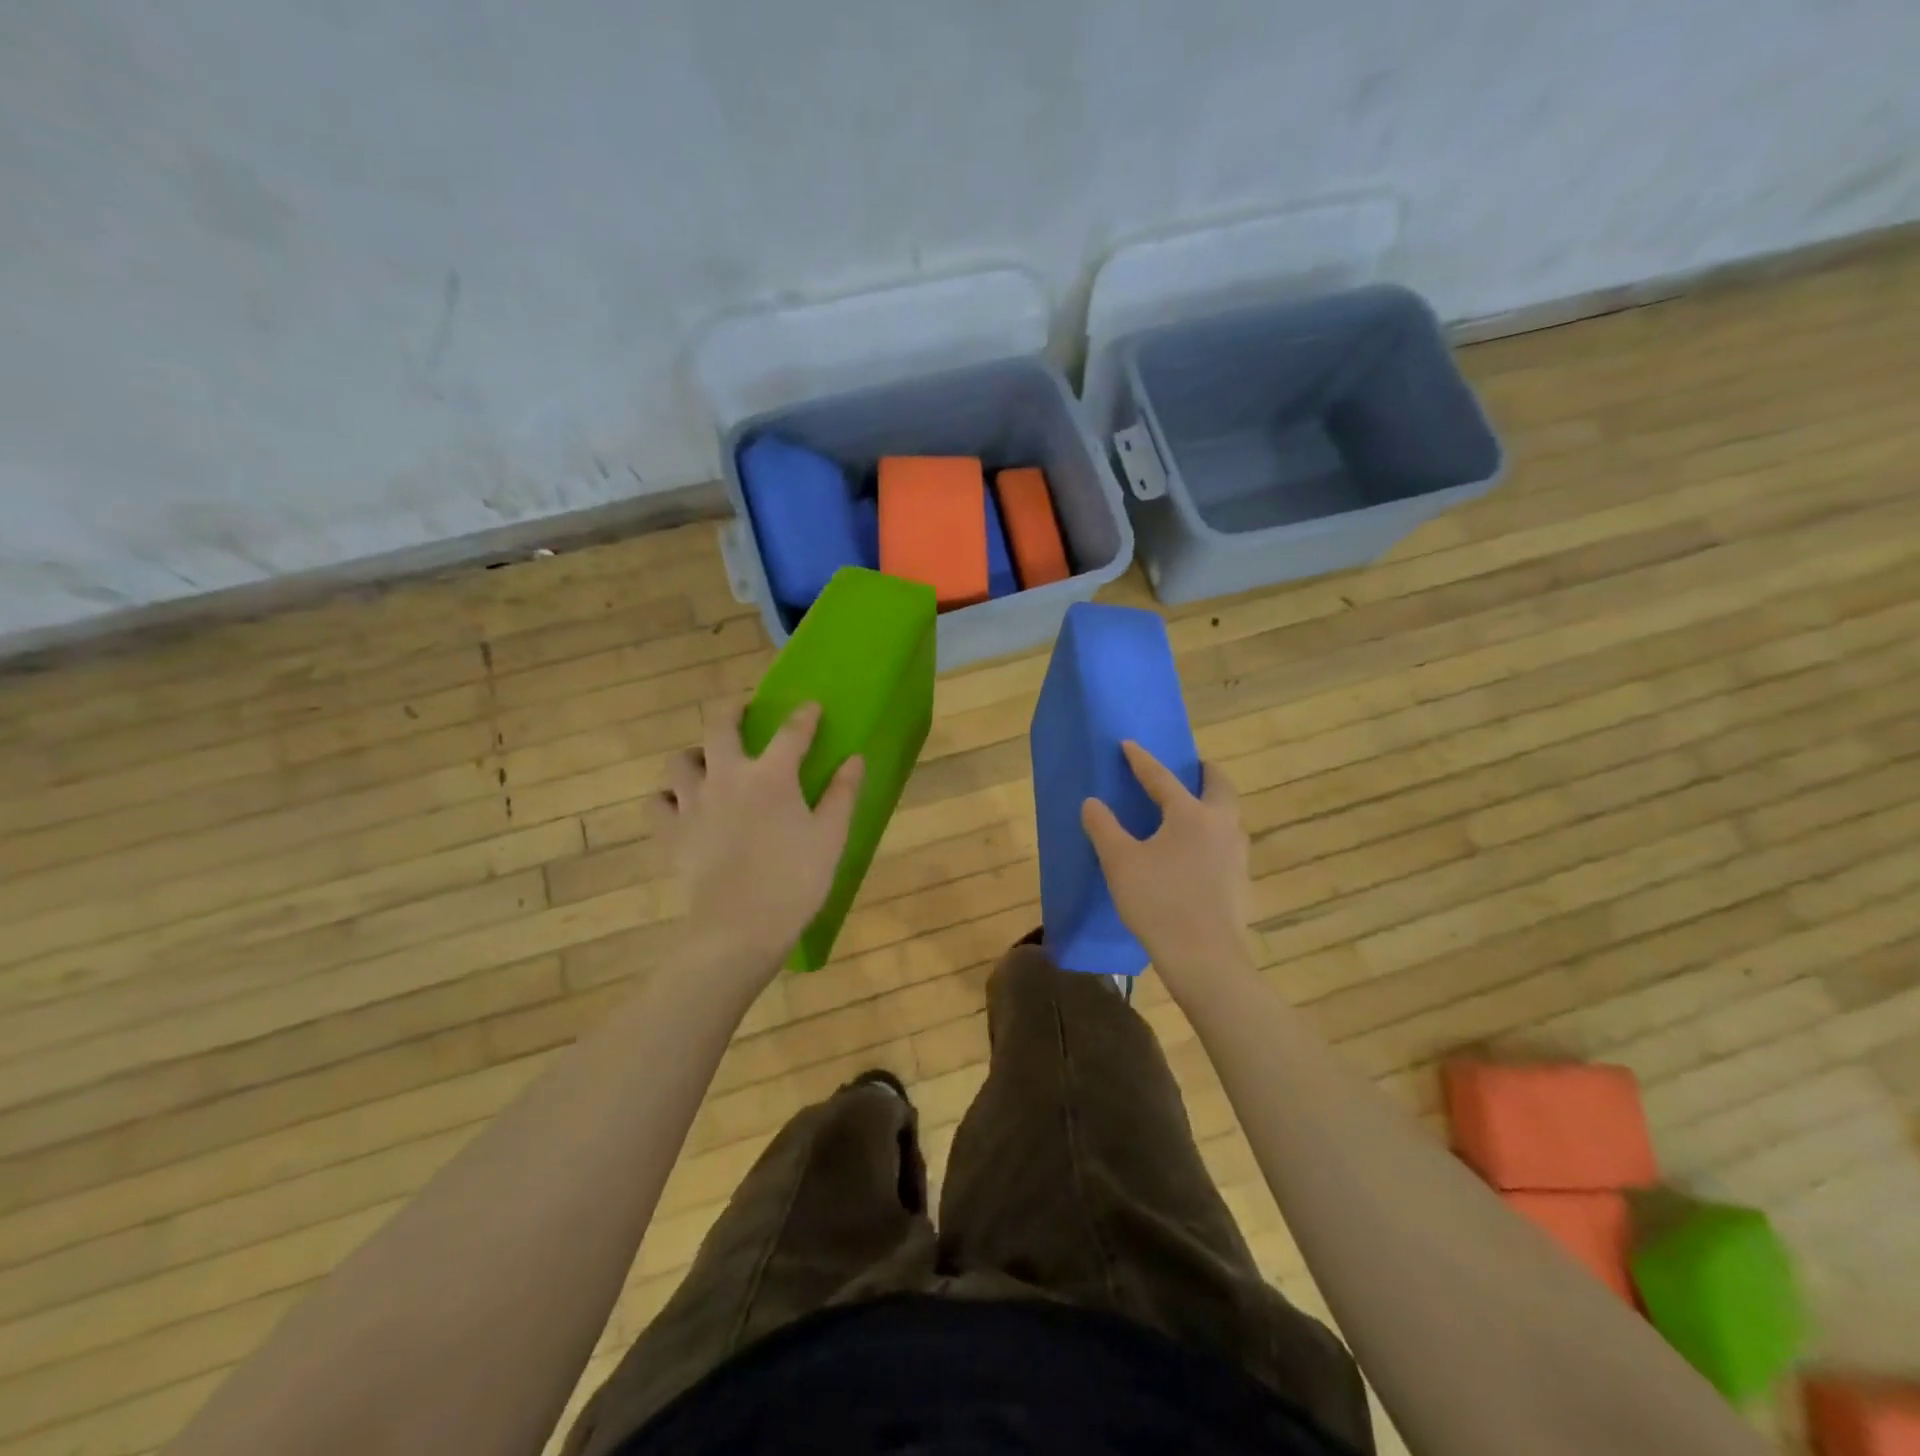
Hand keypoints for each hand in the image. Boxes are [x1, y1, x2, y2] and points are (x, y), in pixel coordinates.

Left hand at [660, 702, 862, 984]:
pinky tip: (682, 806)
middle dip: (731, 711)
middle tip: (741, 711)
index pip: (790, 733)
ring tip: (707, 764)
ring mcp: (692, 804)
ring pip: (679, 761)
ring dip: (695, 755)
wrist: (739, 929)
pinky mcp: (670, 833)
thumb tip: (854, 759)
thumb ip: (842, 794)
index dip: (803, 717)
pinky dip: (667, 798)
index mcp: (771, 777)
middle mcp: (727, 778)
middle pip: (719, 727)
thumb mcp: (831, 838)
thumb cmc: (794, 882)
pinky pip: (657, 803)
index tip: (811, 707)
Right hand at [1081, 742, 1255, 1001]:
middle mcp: (1221, 826)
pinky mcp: (1240, 881)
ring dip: (1212, 803)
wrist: (1205, 958)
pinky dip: (1213, 833)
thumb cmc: (1158, 902)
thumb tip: (1093, 803)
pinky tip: (1196, 852)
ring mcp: (1236, 854)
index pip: (1162, 778)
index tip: (1129, 745)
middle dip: (1203, 773)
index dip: (1142, 760)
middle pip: (1218, 786)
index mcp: (1191, 815)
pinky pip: (1227, 843)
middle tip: (1189, 768)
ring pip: (1228, 815)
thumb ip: (1104, 828)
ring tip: (1190, 810)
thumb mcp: (1120, 862)